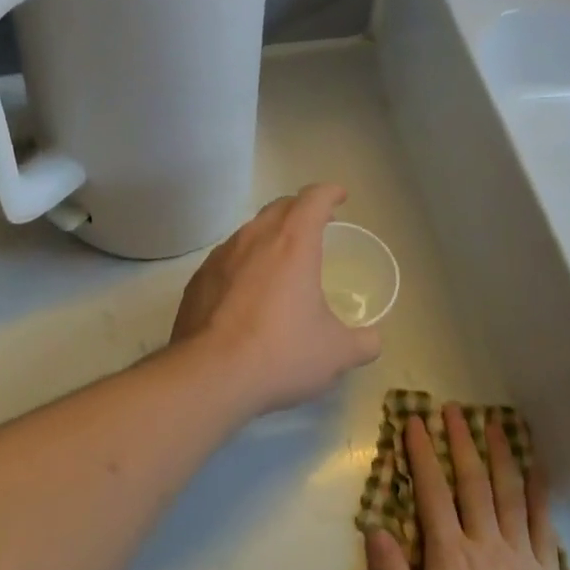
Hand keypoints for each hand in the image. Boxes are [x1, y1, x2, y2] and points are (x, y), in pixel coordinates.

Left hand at [172, 183, 381, 416]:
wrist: (210, 377)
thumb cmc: (282, 354)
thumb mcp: (337, 353)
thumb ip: (363, 342)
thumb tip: (372, 341)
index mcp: (293, 243)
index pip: (313, 199)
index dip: (330, 193)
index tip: (340, 196)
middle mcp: (253, 239)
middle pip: (278, 207)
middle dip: (300, 209)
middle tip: (316, 226)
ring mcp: (219, 258)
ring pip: (248, 232)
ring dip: (269, 236)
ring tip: (281, 260)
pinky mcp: (197, 282)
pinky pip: (226, 260)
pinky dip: (243, 264)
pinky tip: (247, 293)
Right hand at [364, 405, 569, 569]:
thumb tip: (376, 529)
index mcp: (450, 558)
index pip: (432, 494)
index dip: (421, 455)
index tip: (414, 422)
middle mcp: (487, 546)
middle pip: (472, 483)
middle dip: (460, 442)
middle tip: (453, 409)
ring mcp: (523, 559)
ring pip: (510, 494)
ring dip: (500, 455)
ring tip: (494, 422)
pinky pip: (543, 523)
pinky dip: (539, 491)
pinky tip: (538, 470)